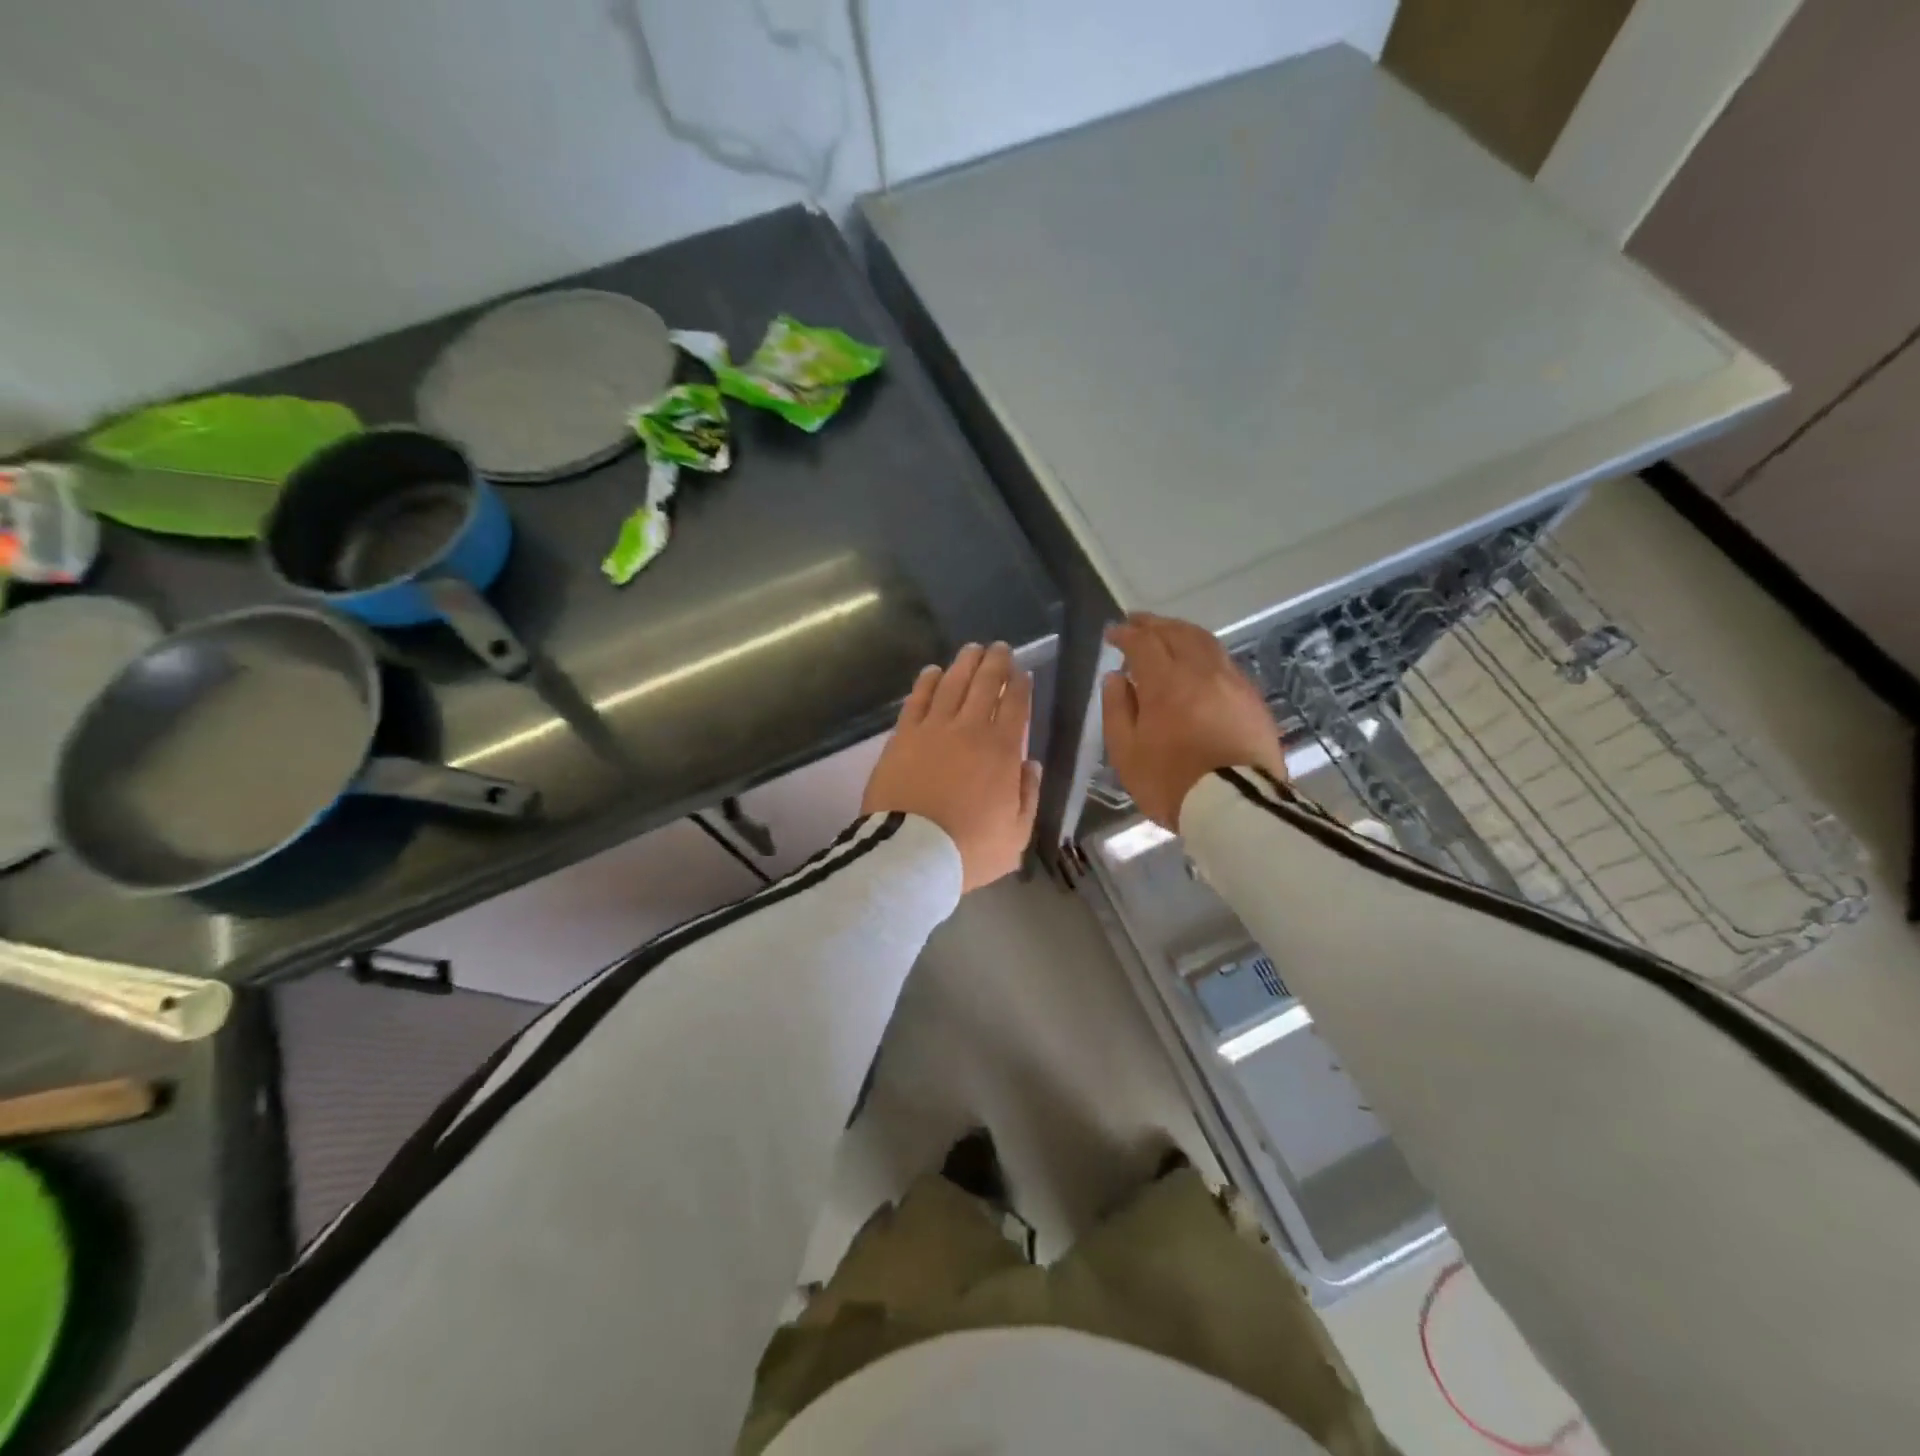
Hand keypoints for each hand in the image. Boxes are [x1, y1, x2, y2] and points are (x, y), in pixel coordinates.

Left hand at [862, 642, 1040, 891]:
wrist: (910, 853)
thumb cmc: (968, 849)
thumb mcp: (1017, 834)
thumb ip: (1028, 795)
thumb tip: (1030, 764)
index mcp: (1002, 751)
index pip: (1016, 706)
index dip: (1021, 686)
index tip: (1022, 673)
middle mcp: (970, 729)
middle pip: (985, 685)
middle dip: (996, 663)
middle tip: (1000, 648)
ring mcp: (933, 729)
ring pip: (952, 684)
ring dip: (964, 663)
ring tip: (972, 649)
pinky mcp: (903, 736)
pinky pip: (917, 699)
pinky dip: (927, 681)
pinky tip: (933, 671)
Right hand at [1101, 614, 1286, 830]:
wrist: (1236, 807)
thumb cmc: (1171, 783)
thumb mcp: (1126, 753)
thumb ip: (1118, 710)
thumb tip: (1116, 678)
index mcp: (1166, 682)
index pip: (1143, 643)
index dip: (1126, 633)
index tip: (1112, 633)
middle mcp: (1201, 671)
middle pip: (1178, 633)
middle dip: (1155, 624)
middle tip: (1138, 622)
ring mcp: (1232, 683)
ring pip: (1206, 643)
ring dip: (1182, 632)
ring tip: (1168, 634)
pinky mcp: (1253, 700)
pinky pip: (1225, 663)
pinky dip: (1205, 653)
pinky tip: (1199, 664)